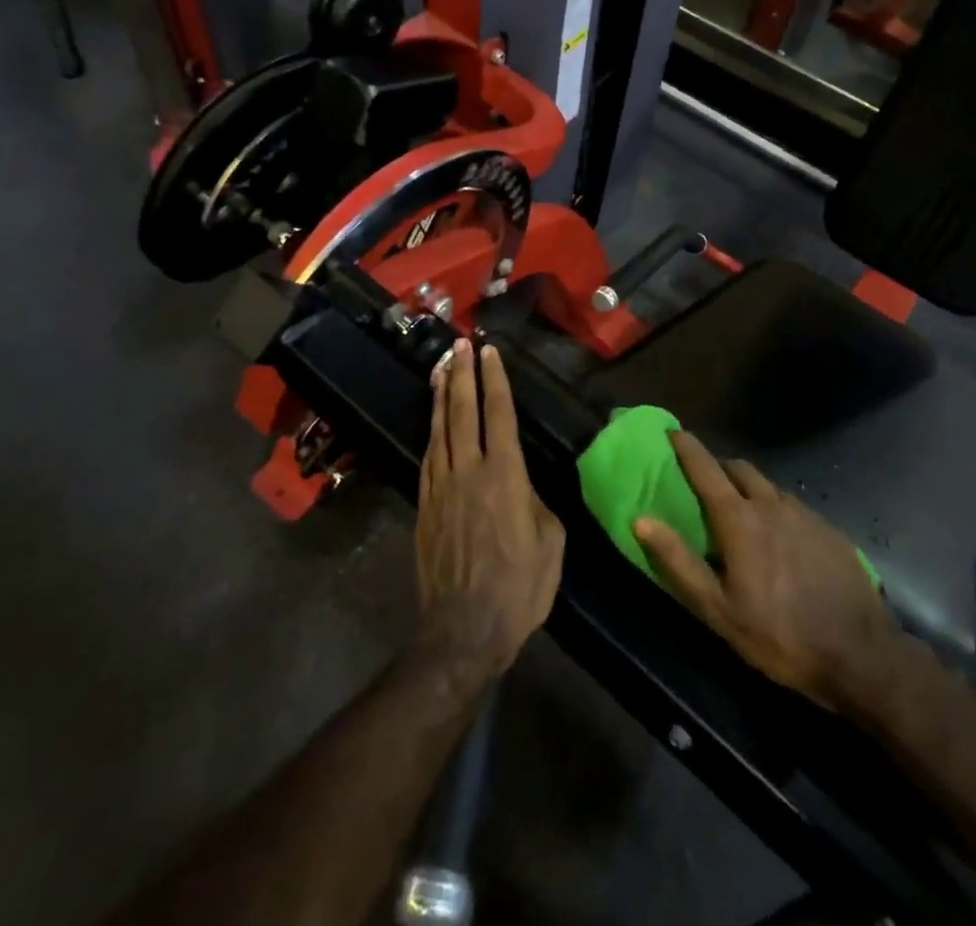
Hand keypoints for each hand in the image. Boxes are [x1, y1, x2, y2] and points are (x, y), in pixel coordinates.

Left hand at [415, 339, 564, 685]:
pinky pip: (428, 456)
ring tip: (440, 368)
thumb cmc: (519, 589)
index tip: (489, 352)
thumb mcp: (550, 543)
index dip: (495, 380)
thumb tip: (523, 488)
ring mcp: (441, 487)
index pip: (498, 415)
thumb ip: (536, 503)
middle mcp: (469, 471)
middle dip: (462, 374)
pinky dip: (432, 431)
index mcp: (505, 476)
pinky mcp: (424, 506)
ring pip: (440, 429)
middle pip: (463, 411)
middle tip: (459, 344)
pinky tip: (434, 421)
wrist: (462, 631)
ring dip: (442, 396)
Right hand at [634, 431, 902, 713]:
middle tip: (705, 481)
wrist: (861, 656)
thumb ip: (678, 561)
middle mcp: (772, 504)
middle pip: (739, 469)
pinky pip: (793, 506)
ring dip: (748, 488)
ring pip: (768, 487)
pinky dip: (776, 509)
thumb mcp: (718, 609)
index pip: (706, 469)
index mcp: (740, 520)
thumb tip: (641, 520)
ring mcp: (805, 514)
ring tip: (742, 512)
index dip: (687, 447)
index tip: (672, 431)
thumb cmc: (779, 636)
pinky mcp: (830, 530)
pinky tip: (780, 539)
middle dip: (718, 466)